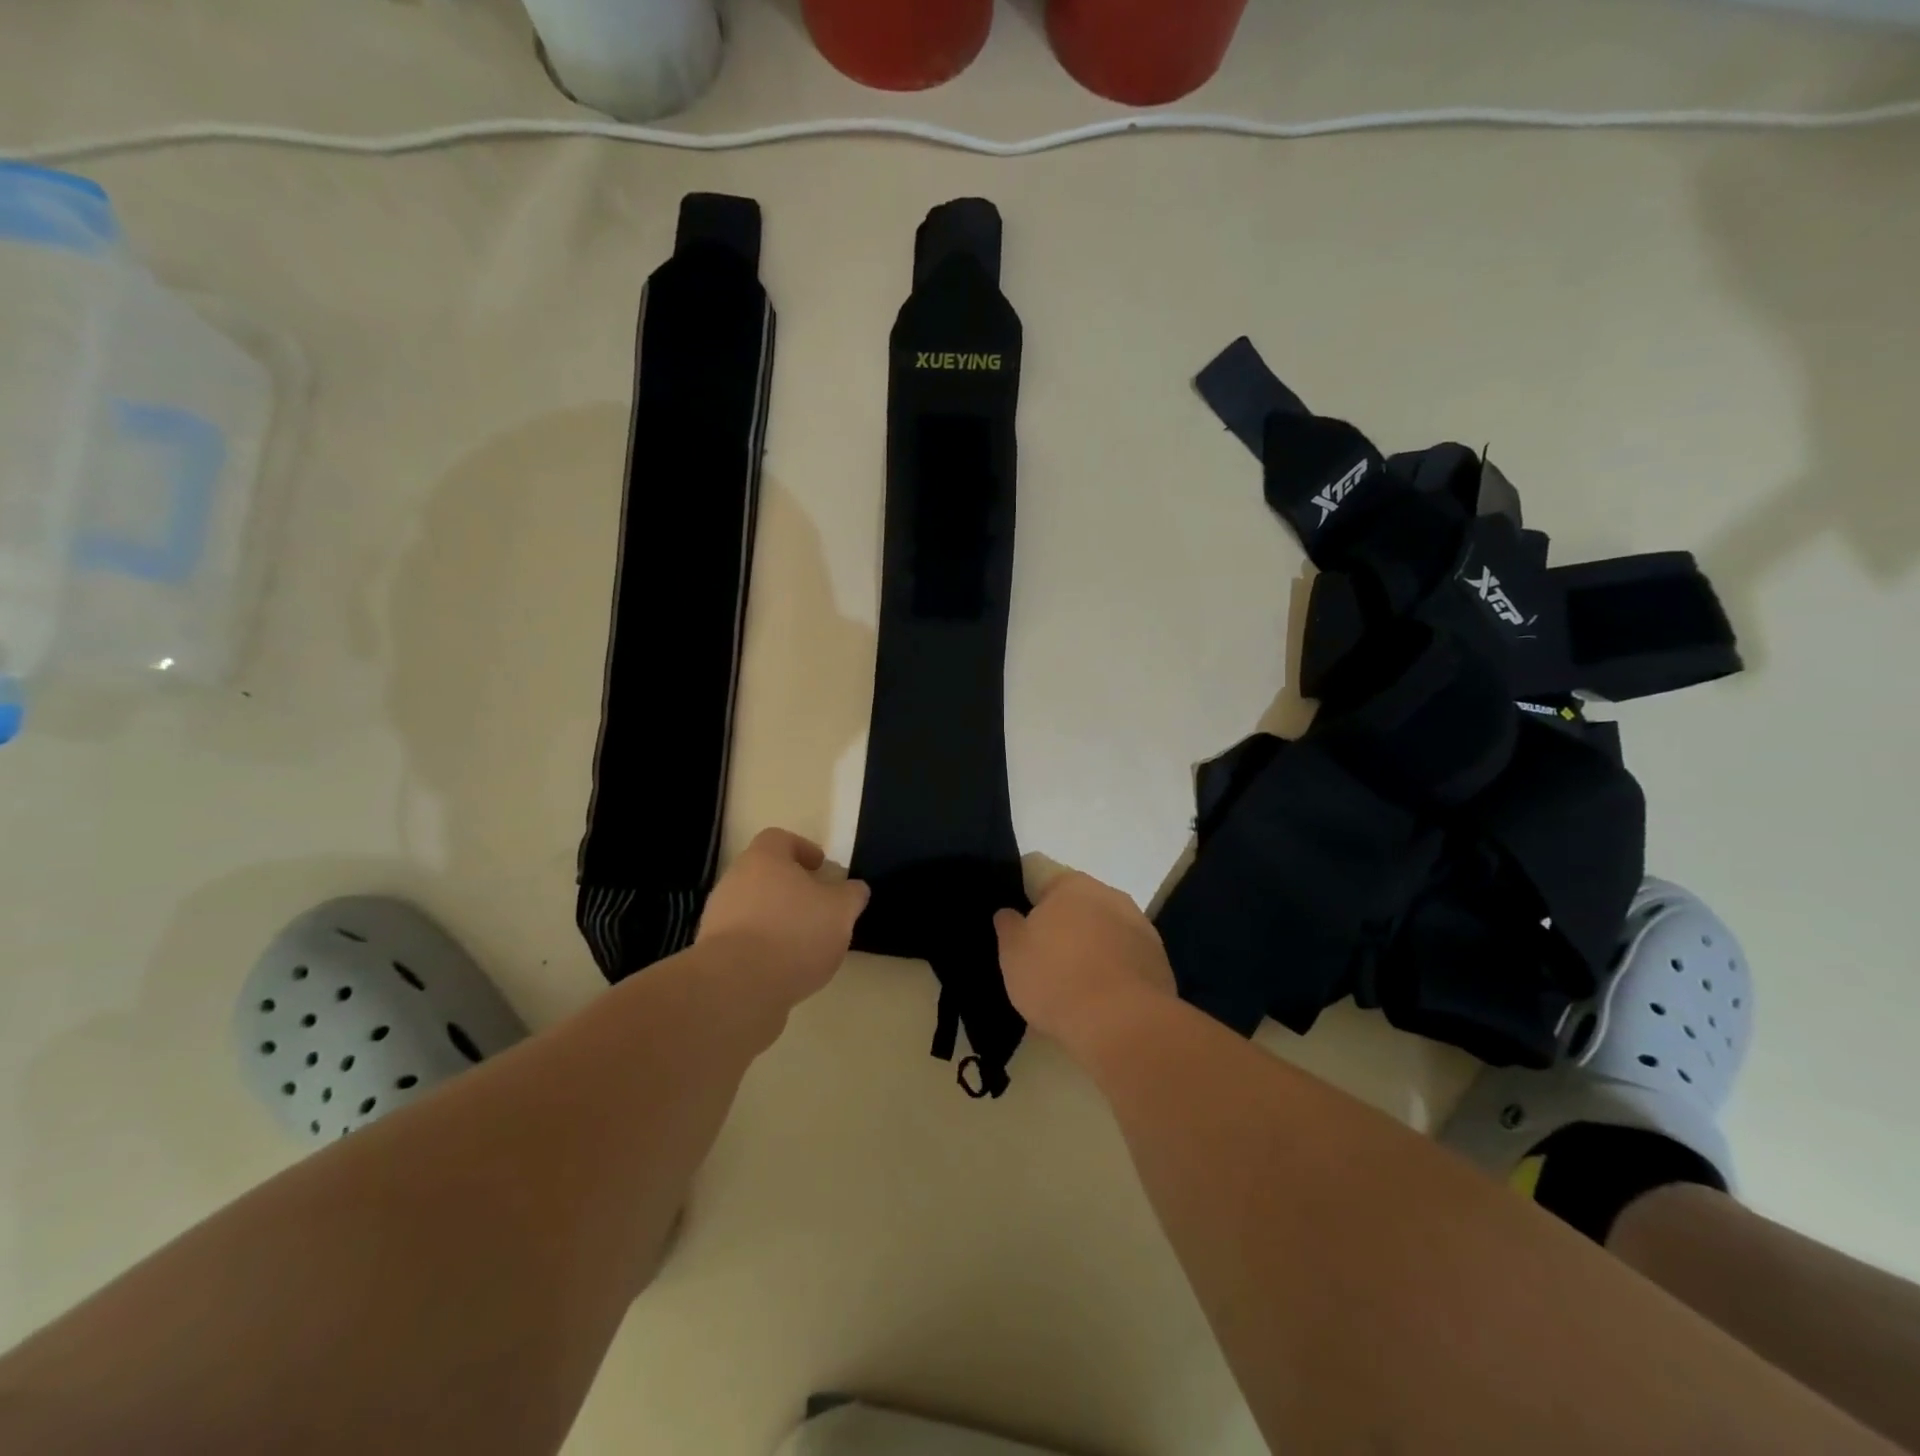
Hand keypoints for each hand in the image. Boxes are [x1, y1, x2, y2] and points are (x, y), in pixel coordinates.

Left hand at [698, 829, 868, 1008]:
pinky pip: (743, 940)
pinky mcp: (712, 952)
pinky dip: (763, 948)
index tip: (821, 868)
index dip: (803, 849)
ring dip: (777, 920)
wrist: (736, 987)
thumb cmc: (794, 934)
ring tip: (805, 944)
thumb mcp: (840, 911)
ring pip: (754, 908)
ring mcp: (718, 917)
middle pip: (765, 875)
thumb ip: (851, 895)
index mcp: (763, 859)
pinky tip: (784, 968)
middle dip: (792, 888)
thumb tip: (854, 889)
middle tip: (818, 907)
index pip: (780, 839)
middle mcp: (734, 880)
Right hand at [994, 868, 1176, 1056]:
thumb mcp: (1012, 953)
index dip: (1028, 900)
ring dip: (1092, 946)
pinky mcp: (1159, 960)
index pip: (1042, 877)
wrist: (1121, 1023)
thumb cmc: (1056, 978)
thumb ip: (1008, 926)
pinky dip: (1114, 970)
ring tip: (1074, 983)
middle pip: (1078, 904)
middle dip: (1063, 924)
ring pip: (1105, 930)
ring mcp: (1141, 927)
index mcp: (1072, 885)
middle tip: (1044, 957)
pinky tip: (1102, 998)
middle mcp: (1110, 895)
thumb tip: (1009, 912)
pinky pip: (1126, 958)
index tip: (1020, 926)